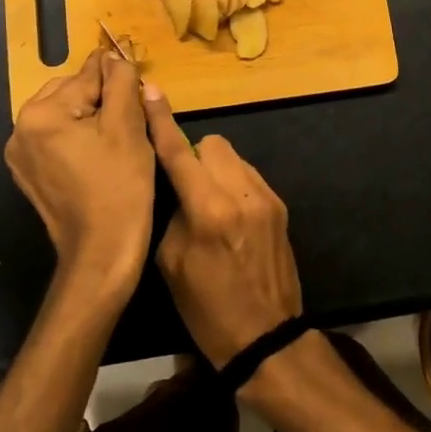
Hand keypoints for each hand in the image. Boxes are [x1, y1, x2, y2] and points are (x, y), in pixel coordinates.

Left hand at [4, 49, 154, 302]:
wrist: (102, 252)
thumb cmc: (120, 186)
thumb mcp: (128, 126)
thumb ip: (121, 81)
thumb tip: (114, 56)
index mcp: (41, 113)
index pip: (88, 75)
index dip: (119, 80)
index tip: (138, 91)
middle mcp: (21, 129)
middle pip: (72, 93)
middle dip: (102, 100)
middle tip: (132, 123)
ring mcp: (21, 155)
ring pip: (65, 115)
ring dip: (91, 118)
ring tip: (118, 140)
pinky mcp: (29, 175)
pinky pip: (57, 140)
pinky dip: (79, 139)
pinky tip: (101, 157)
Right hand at [144, 89, 301, 368]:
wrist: (267, 338)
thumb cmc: (208, 309)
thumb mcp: (171, 264)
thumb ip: (171, 213)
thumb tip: (174, 185)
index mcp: (208, 210)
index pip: (179, 152)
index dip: (161, 121)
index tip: (151, 92)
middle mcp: (240, 193)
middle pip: (212, 143)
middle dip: (194, 156)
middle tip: (185, 188)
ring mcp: (265, 197)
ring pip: (232, 157)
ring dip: (215, 170)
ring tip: (208, 204)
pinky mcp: (279, 206)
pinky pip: (248, 176)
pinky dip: (233, 185)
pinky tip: (230, 216)